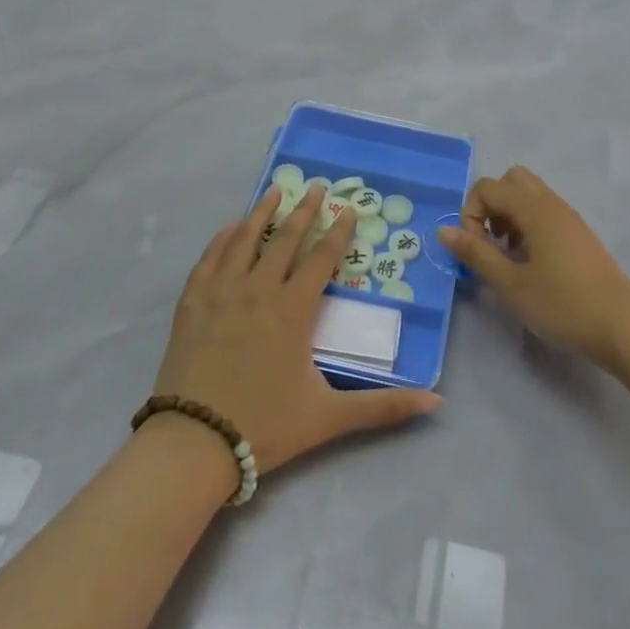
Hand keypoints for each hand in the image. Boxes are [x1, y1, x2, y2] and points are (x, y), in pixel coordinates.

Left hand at [152, 185, 440, 484]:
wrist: (193, 443)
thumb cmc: (264, 426)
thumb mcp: (329, 417)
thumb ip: (383, 407)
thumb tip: (437, 403)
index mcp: (293, 309)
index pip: (322, 258)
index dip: (338, 232)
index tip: (348, 209)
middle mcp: (259, 289)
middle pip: (285, 238)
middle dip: (304, 210)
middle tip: (315, 186)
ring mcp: (221, 293)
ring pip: (245, 239)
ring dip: (262, 212)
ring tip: (275, 190)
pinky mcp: (192, 303)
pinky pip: (210, 258)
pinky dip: (222, 238)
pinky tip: (230, 228)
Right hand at [440, 167, 629, 370]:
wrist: (622, 325)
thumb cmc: (563, 304)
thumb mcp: (511, 284)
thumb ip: (476, 254)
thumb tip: (444, 231)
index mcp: (534, 209)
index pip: (488, 187)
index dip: (470, 214)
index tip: (475, 249)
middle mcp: (552, 203)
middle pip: (511, 179)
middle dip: (491, 205)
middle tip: (490, 242)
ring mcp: (568, 217)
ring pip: (529, 195)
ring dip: (509, 215)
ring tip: (508, 256)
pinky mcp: (578, 234)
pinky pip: (544, 212)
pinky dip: (528, 225)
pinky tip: (530, 264)